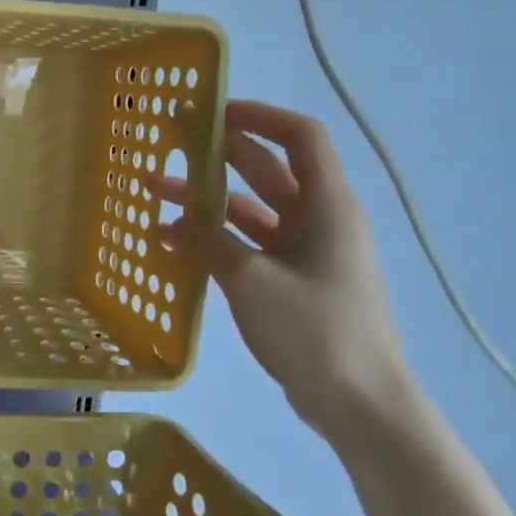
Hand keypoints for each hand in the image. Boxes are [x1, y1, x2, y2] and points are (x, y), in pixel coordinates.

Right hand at [154, 99, 423, 456]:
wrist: (360, 403)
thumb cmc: (315, 329)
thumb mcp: (251, 280)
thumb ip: (208, 242)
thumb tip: (170, 222)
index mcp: (327, 206)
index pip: (299, 137)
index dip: (258, 116)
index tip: (212, 113)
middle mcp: (319, 219)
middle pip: (268, 169)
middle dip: (219, 153)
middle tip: (171, 142)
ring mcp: (306, 252)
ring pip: (251, 208)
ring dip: (208, 198)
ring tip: (156, 191)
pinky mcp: (292, 280)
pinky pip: (248, 244)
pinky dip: (214, 237)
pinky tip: (173, 242)